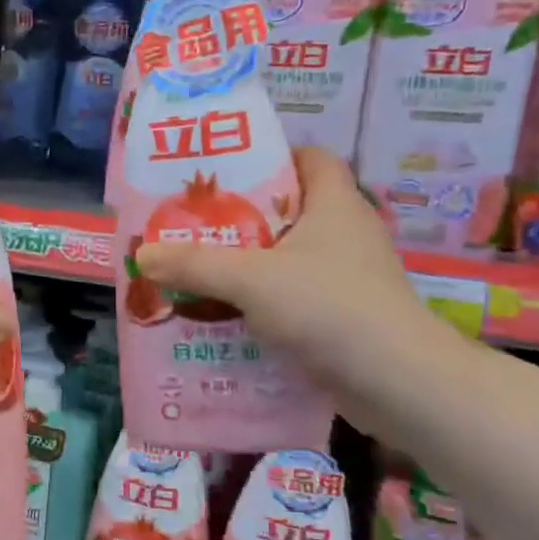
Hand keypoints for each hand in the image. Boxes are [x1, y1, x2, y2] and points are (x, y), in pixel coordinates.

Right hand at [134, 147, 443, 391]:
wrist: (397, 382)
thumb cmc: (329, 307)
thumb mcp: (250, 279)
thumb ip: (194, 264)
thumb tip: (141, 254)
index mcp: (335, 204)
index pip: (310, 158)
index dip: (271, 157)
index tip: (225, 173)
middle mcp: (346, 233)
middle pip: (289, 210)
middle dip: (241, 217)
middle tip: (192, 223)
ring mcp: (348, 277)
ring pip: (288, 257)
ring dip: (247, 263)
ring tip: (198, 269)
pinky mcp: (344, 315)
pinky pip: (294, 296)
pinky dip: (262, 301)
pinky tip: (226, 314)